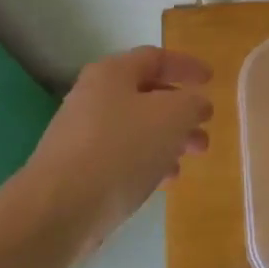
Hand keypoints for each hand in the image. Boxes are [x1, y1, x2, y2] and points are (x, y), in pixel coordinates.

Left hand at [24, 46, 211, 259]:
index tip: (211, 80)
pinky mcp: (77, 168)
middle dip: (182, 111)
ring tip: (192, 157)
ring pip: (137, 127)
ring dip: (168, 139)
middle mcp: (94, 96)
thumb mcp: (171, 118)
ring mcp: (82, 133)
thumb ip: (192, 104)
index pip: (156, 58)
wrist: (57, 209)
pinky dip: (148, 161)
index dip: (186, 66)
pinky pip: (122, 155)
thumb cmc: (120, 150)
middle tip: (206, 128)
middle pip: (147, 95)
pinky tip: (165, 180)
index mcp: (113, 73)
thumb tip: (197, 103)